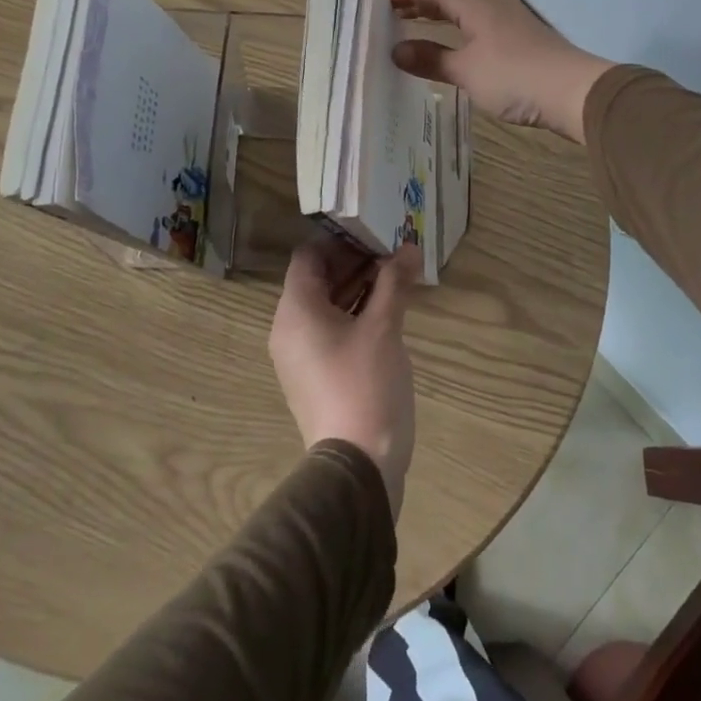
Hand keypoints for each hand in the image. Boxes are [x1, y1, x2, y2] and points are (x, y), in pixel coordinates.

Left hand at [269, 241, 422, 517]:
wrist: (357, 467)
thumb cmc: (365, 384)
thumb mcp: (384, 328)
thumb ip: (394, 283)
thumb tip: (410, 248)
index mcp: (296, 310)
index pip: (309, 256)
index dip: (341, 240)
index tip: (375, 233)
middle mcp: (290, 329)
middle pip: (318, 279)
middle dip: (355, 262)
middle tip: (393, 251)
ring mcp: (301, 355)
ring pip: (327, 305)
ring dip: (359, 287)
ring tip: (397, 275)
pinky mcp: (316, 375)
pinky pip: (331, 330)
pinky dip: (355, 314)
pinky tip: (389, 309)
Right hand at [388, 0, 613, 142]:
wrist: (574, 93)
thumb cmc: (516, 76)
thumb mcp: (467, 71)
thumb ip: (431, 59)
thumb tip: (396, 50)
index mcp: (472, 1)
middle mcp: (487, 2)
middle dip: (414, 1)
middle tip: (384, 13)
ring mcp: (503, 20)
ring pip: (459, 9)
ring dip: (433, 16)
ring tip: (407, 26)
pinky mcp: (513, 39)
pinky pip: (471, 25)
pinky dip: (451, 31)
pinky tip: (445, 47)